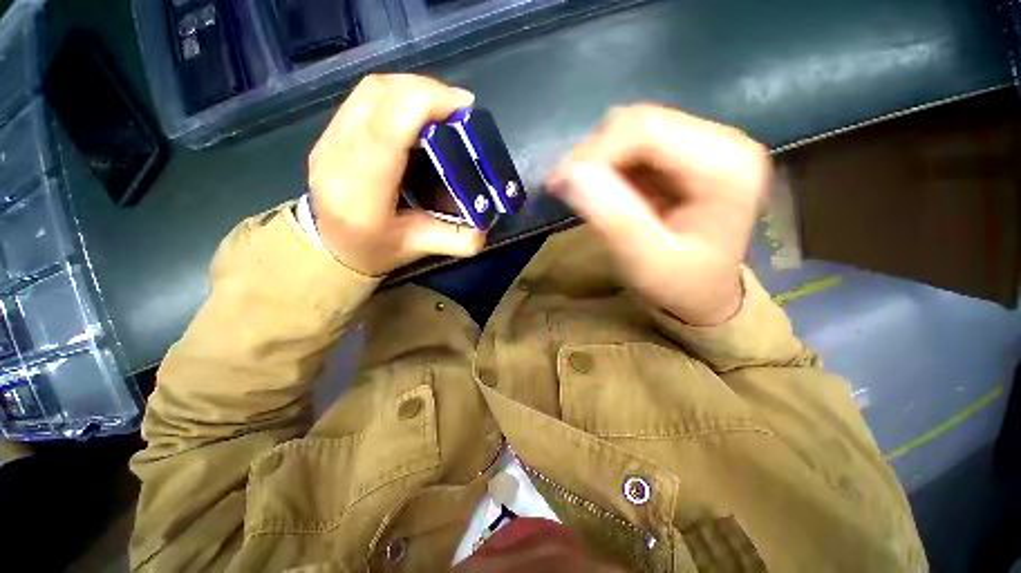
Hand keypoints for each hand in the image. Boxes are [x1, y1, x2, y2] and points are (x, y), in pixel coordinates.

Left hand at [308, 74, 485, 275]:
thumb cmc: (376, 251)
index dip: (425, 103)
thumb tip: (487, 221)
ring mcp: (327, 140)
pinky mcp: (329, 132)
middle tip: (458, 109)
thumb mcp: (420, 249)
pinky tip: (417, 112)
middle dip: (425, 90)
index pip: (387, 130)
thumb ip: (457, 239)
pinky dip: (397, 95)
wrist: (332, 248)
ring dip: (412, 88)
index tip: (462, 107)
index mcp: (361, 193)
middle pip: (378, 96)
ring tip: (441, 108)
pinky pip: (364, 98)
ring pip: (370, 90)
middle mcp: (337, 158)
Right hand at [548, 104, 771, 325]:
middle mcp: (721, 141)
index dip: (594, 151)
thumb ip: (612, 218)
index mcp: (725, 165)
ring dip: (597, 158)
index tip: (558, 184)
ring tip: (579, 191)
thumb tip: (568, 174)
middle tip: (563, 189)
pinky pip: (634, 144)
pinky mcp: (684, 154)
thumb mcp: (644, 262)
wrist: (701, 293)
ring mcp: (703, 144)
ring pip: (632, 128)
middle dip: (592, 154)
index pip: (646, 129)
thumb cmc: (679, 285)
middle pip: (639, 121)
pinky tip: (597, 188)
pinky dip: (606, 163)